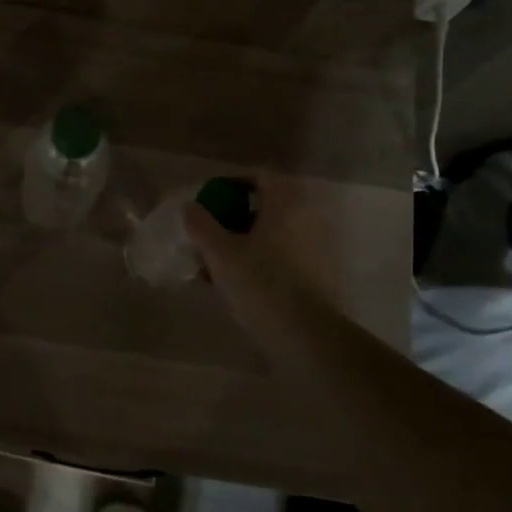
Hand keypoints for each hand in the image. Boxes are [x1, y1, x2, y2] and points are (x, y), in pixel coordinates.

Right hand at [184, 183, 320, 345]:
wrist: (308, 335)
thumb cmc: (262, 284)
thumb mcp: (220, 254)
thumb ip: (201, 225)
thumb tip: (190, 207)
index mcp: (285, 204)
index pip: (260, 176)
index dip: (233, 183)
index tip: (211, 200)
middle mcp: (307, 218)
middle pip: (268, 206)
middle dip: (237, 216)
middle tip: (213, 234)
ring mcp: (318, 246)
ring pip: (275, 233)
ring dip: (248, 241)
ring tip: (221, 265)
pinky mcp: (321, 273)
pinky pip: (285, 255)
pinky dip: (264, 261)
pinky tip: (242, 284)